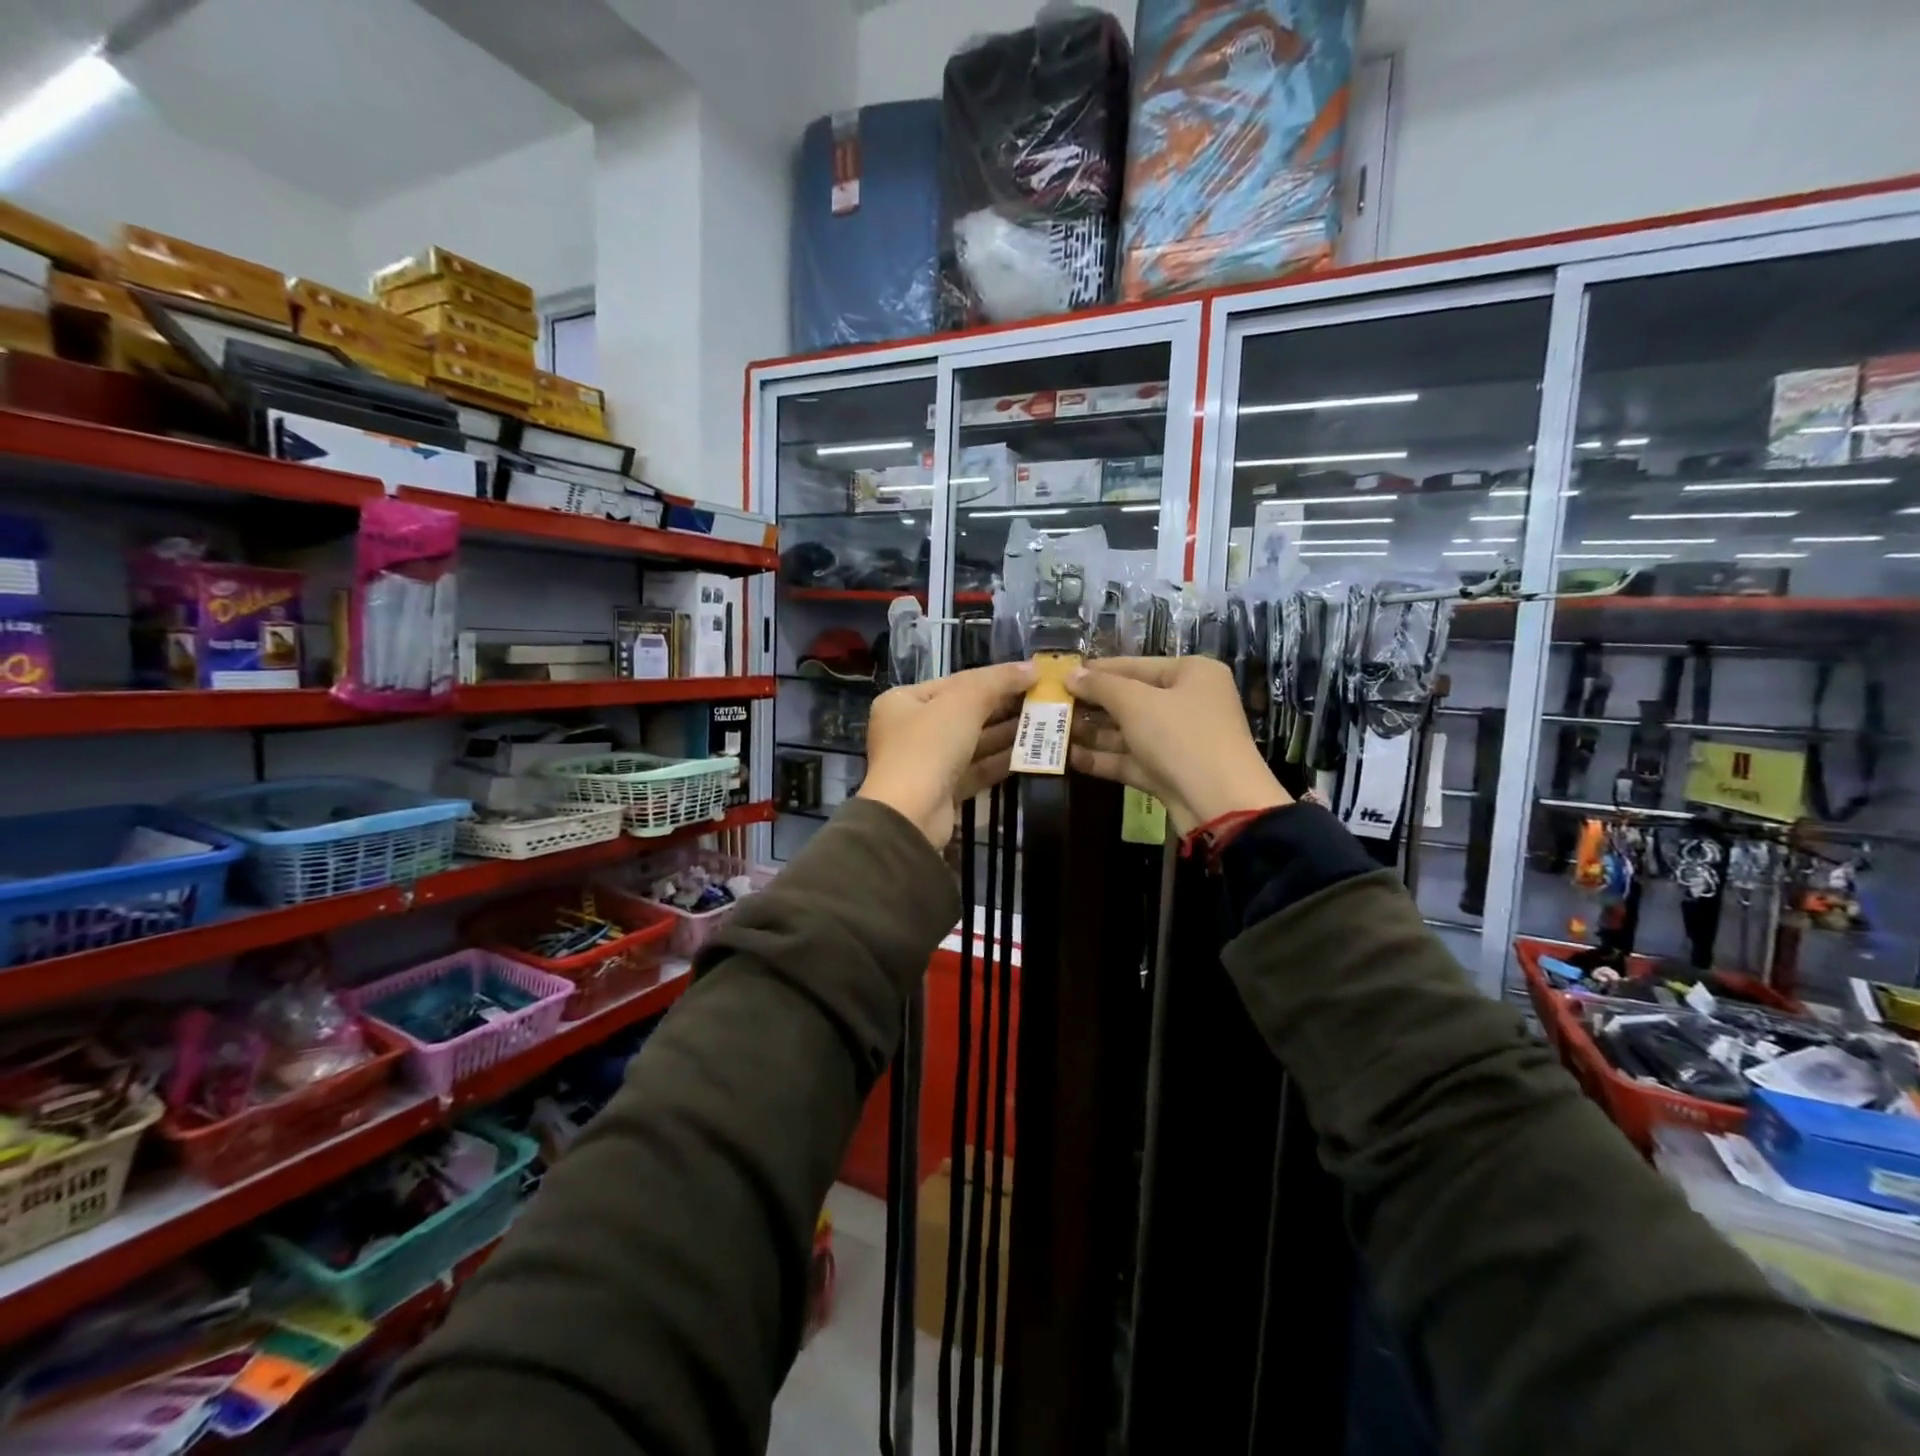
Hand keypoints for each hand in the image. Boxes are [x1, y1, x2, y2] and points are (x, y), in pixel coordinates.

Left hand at [858, 661, 1036, 846]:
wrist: (910, 814)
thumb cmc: (929, 746)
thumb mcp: (964, 702)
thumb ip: (998, 681)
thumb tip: (1033, 668)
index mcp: (903, 702)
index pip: (955, 682)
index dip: (994, 678)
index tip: (1032, 677)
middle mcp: (911, 730)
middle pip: (965, 712)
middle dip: (1004, 707)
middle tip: (1044, 701)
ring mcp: (927, 763)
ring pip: (973, 742)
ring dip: (1007, 733)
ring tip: (1045, 724)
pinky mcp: (943, 791)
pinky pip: (976, 769)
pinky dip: (1001, 760)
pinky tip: (1031, 753)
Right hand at [1066, 657, 1290, 834]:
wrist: (1220, 804)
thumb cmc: (1181, 737)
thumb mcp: (1136, 703)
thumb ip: (1101, 686)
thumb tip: (1071, 674)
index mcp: (1191, 674)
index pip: (1135, 665)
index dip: (1097, 670)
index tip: (1060, 675)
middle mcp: (1187, 703)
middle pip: (1130, 699)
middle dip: (1091, 705)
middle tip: (1052, 706)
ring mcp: (1178, 740)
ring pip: (1128, 732)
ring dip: (1092, 733)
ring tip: (1053, 731)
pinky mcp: (1168, 772)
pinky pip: (1130, 759)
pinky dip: (1103, 758)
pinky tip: (1069, 758)